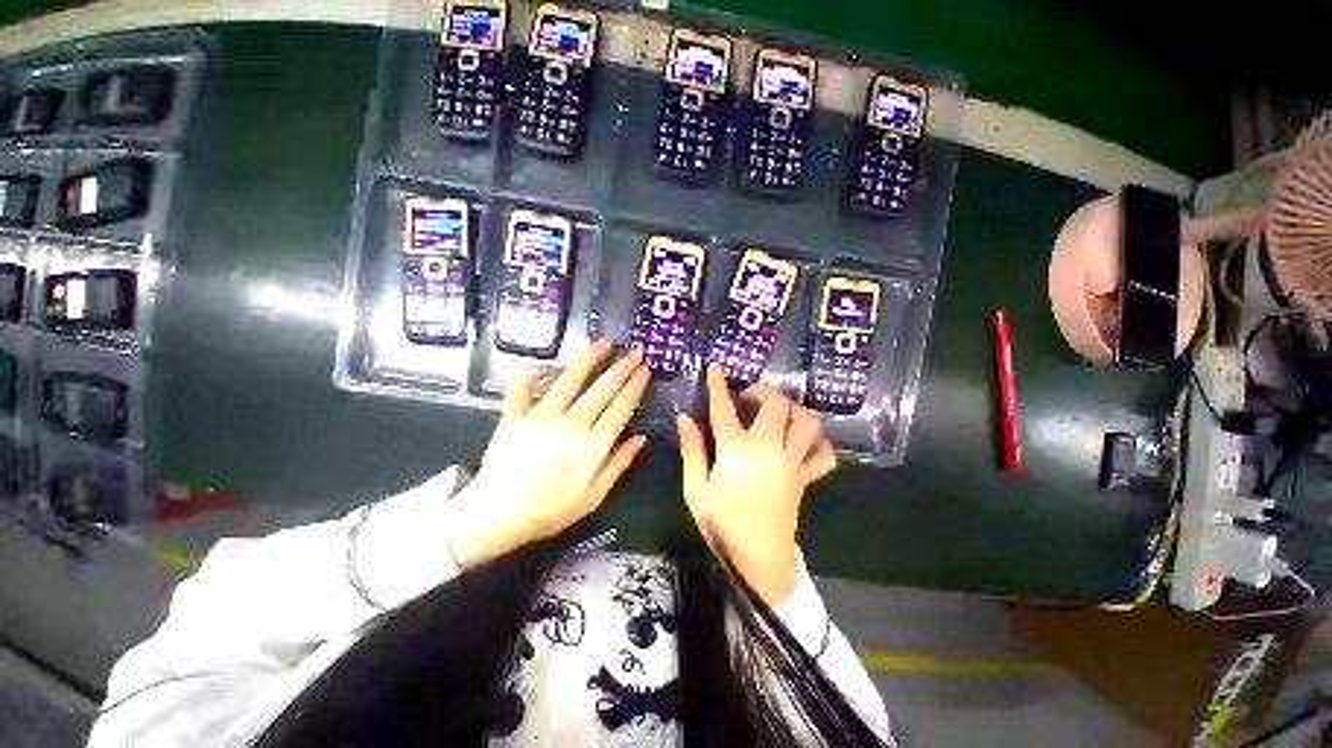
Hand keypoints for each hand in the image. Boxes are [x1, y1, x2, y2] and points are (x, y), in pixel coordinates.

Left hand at [448, 340, 650, 569]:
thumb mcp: (593, 497)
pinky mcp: (514, 416)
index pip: (621, 408)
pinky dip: (532, 372)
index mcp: (592, 447)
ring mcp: (540, 417)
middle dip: (621, 368)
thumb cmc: (549, 511)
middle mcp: (570, 425)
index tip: (645, 370)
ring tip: (604, 343)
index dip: (635, 386)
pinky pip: (521, 386)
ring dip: (589, 359)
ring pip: (569, 380)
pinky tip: (545, 364)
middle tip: (635, 352)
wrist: (496, 517)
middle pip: (602, 389)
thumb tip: (642, 438)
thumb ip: (619, 465)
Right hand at [676, 364, 838, 604]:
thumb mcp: (695, 489)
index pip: (724, 408)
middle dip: (763, 391)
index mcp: (736, 450)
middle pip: (776, 405)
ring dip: (794, 410)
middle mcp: (767, 448)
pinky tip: (803, 442)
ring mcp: (791, 462)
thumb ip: (692, 450)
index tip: (715, 367)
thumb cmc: (722, 524)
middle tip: (749, 396)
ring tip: (778, 413)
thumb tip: (685, 419)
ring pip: (806, 423)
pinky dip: (818, 444)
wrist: (759, 560)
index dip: (718, 385)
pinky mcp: (805, 477)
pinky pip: (824, 455)